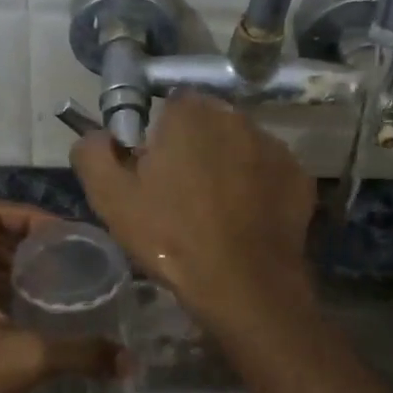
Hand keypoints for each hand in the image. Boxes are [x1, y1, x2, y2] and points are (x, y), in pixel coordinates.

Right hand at [72, 94, 315, 331]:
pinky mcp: (299, 178)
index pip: (170, 106)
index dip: (158, 137)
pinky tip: (244, 221)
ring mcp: (274, 147)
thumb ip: (93, 153)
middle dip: (194, 149)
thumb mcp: (111, 198)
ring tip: (215, 211)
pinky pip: (268, 174)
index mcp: (190, 114)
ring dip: (227, 166)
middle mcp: (237, 118)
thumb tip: (97, 135)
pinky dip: (256, 188)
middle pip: (207, 125)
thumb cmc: (171, 238)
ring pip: (240, 147)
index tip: (153, 171)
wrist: (243, 286)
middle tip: (180, 194)